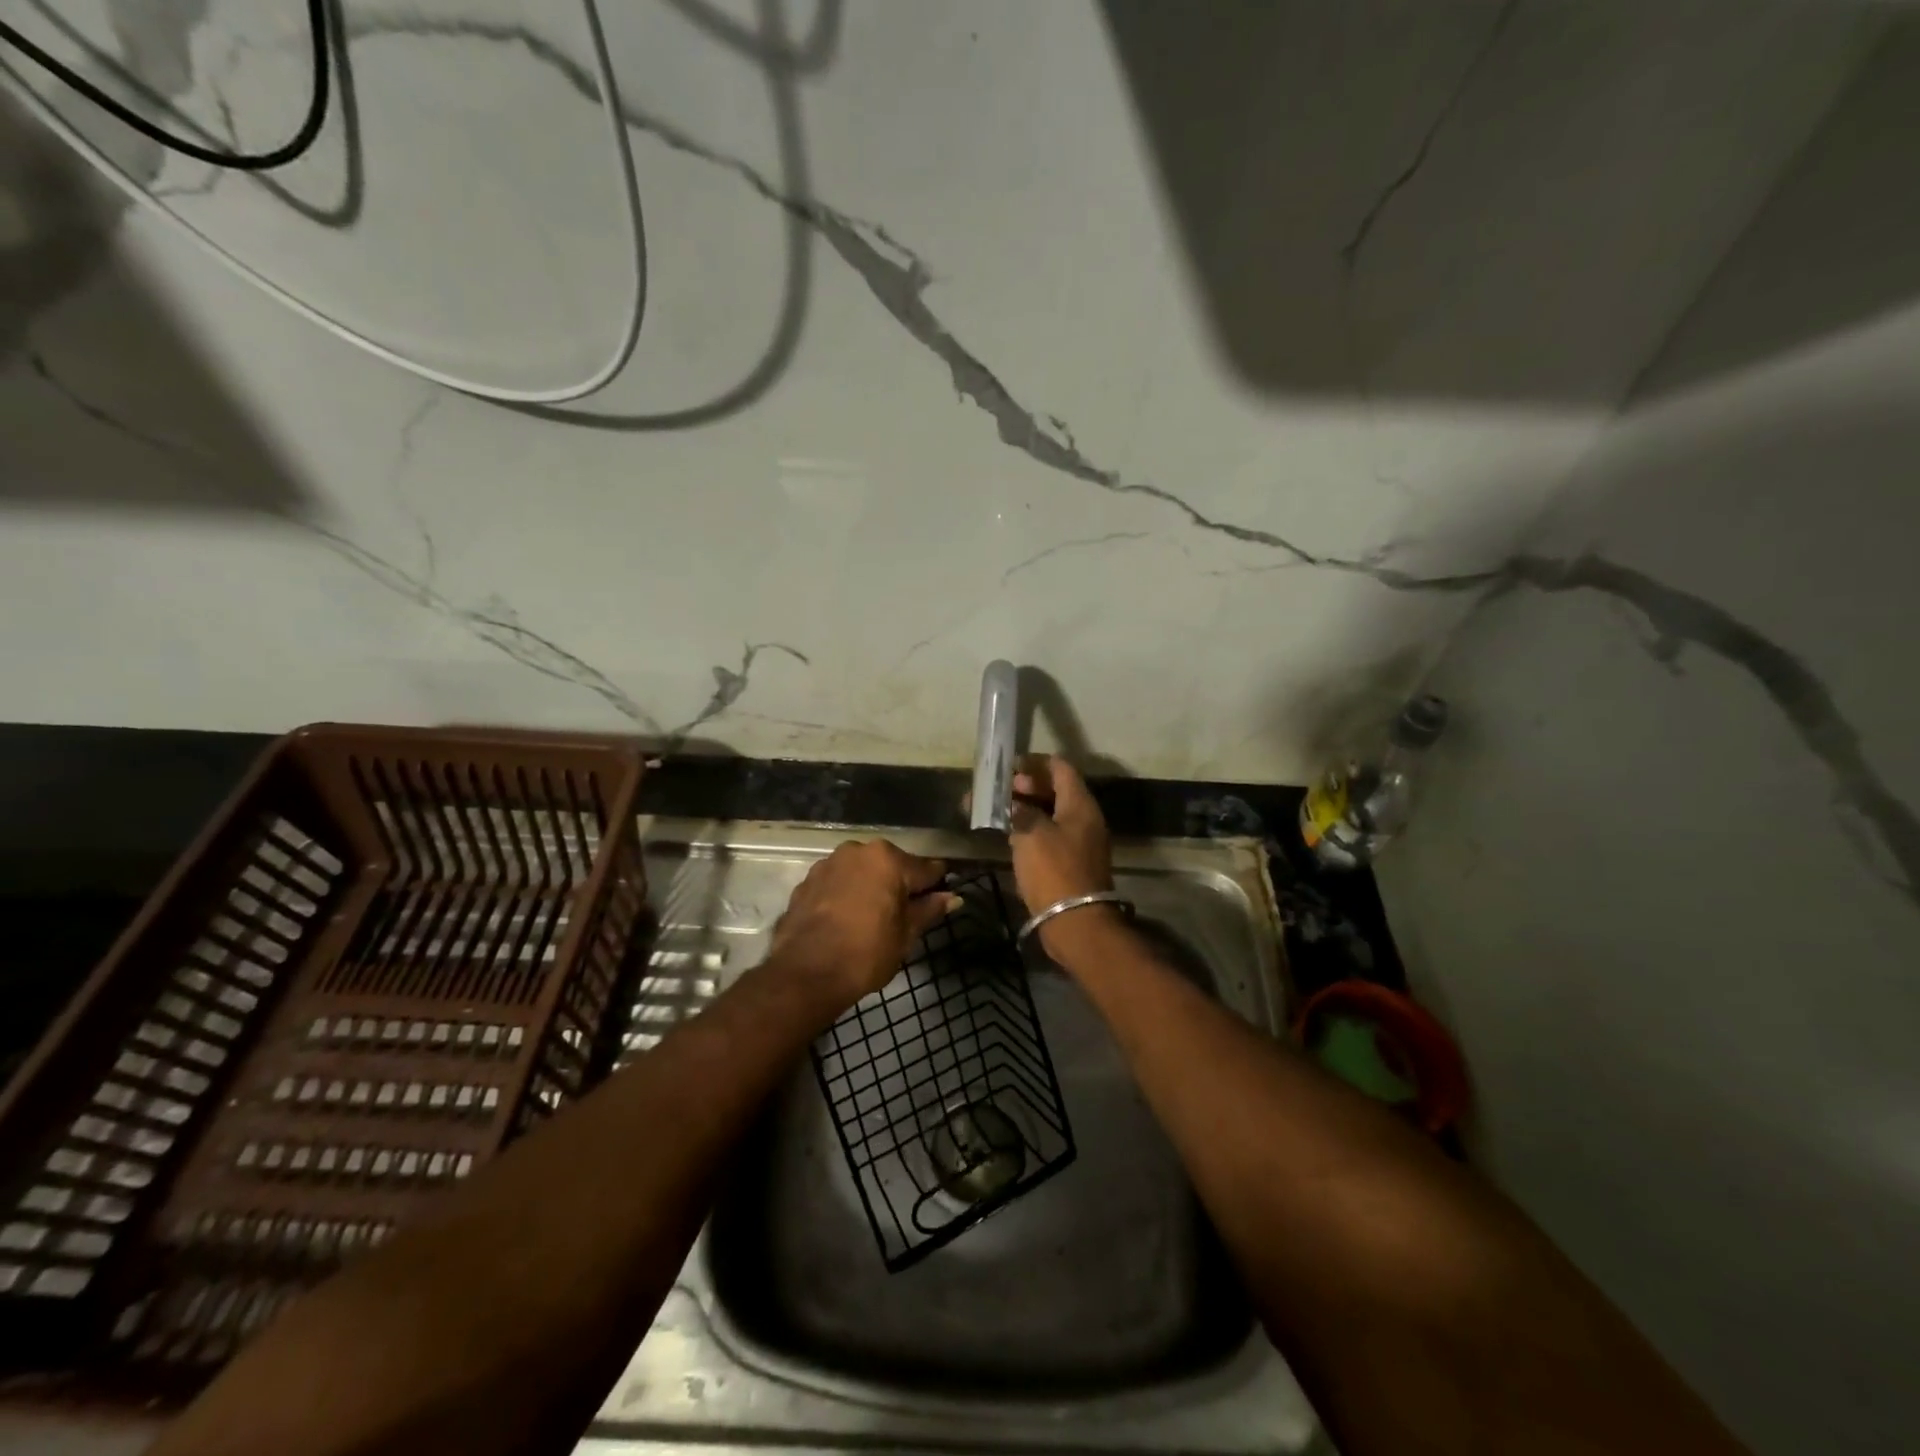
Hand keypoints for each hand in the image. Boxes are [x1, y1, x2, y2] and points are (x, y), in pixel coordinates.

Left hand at [769, 840, 961, 1006]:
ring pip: (861, 872)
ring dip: (870, 888)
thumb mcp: (906, 934)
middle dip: (899, 885)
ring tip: (872, 918)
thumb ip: (929, 910)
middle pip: (891, 866)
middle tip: (905, 915)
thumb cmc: (866, 953)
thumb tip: (952, 897)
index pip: (925, 869)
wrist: (805, 974)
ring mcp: (828, 864)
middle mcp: (858, 851)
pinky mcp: (806, 881)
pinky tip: (846, 920)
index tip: (942, 898)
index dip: (936, 885)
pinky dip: (846, 895)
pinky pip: (837, 883)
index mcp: (888, 859)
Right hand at [1007, 756, 1116, 957]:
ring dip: (1028, 808)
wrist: (1075, 922)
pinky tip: (1011, 835)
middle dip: (1028, 786)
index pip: (1060, 768)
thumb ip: (1019, 811)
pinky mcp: (1073, 862)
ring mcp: (1081, 841)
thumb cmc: (1053, 870)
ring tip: (1000, 812)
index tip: (1009, 767)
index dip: (1035, 763)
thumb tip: (1011, 802)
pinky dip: (1033, 828)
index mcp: (1080, 805)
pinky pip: (1052, 834)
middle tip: (1001, 791)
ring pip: (1053, 813)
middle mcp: (1085, 818)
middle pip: (1057, 789)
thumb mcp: (1030, 834)